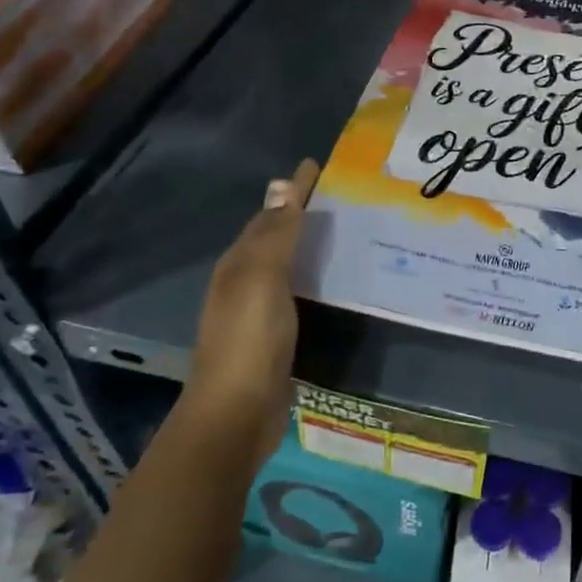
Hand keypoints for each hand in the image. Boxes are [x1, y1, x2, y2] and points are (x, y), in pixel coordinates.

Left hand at [187, 158, 319, 470]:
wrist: (236, 415)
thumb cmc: (249, 341)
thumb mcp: (262, 280)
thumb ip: (276, 235)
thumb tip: (284, 185)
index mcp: (239, 264)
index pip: (269, 215)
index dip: (293, 191)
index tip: (319, 166)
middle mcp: (245, 282)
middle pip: (274, 237)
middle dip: (301, 213)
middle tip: (341, 196)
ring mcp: (258, 312)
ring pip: (287, 265)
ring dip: (309, 245)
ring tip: (345, 231)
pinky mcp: (276, 337)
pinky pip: (298, 292)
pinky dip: (315, 277)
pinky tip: (335, 281)